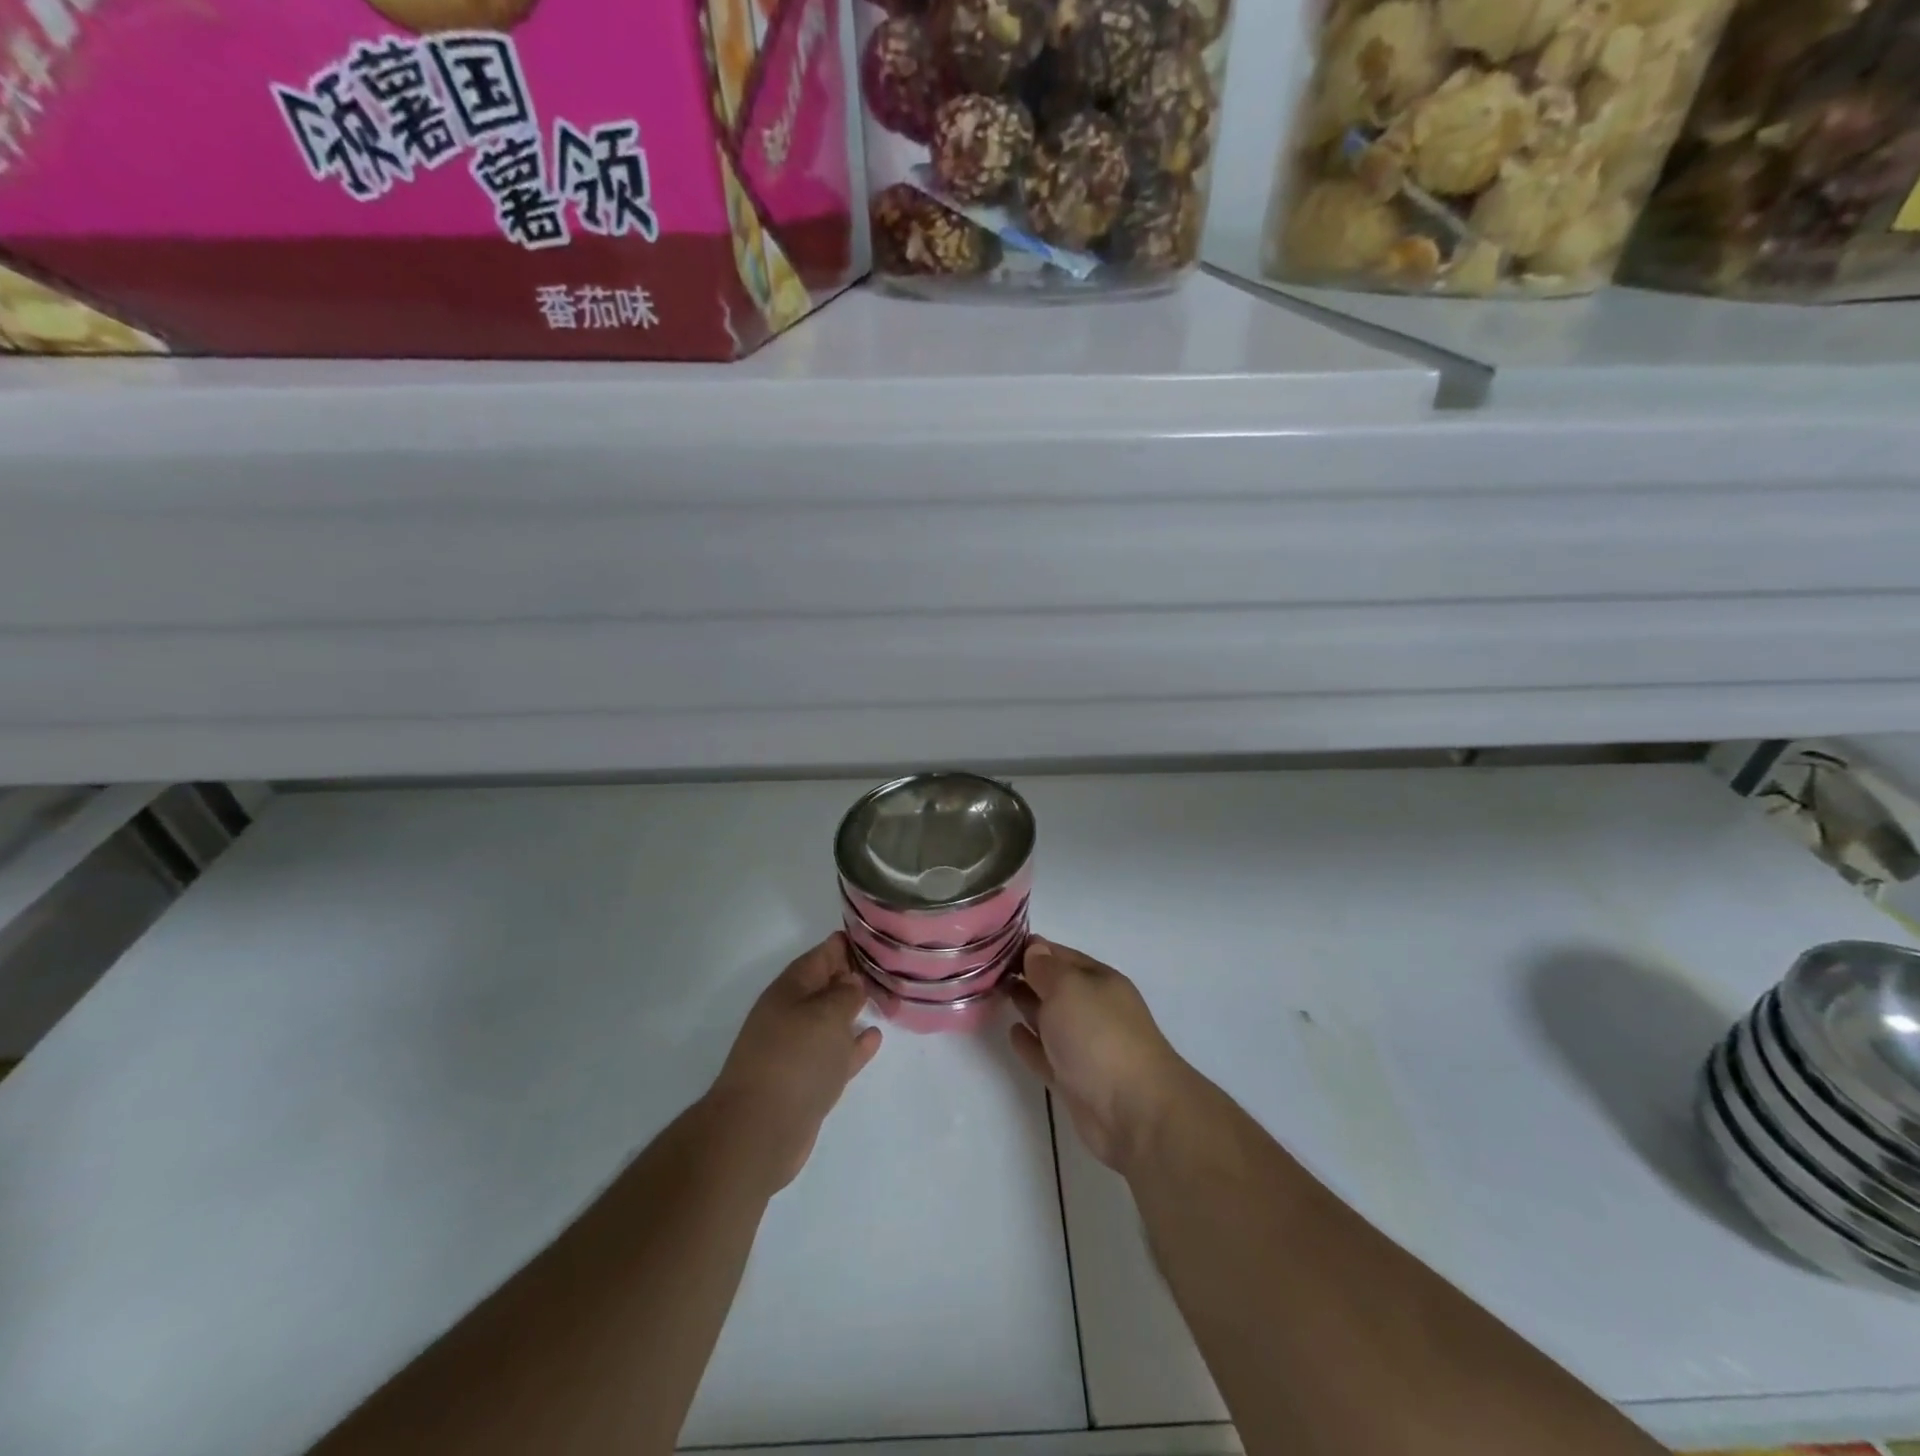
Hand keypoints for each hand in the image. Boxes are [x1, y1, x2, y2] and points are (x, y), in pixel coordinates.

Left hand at [706, 934, 881, 1192]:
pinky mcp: (807, 1082)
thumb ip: (845, 994)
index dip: (845, 945)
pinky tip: (874, 1037)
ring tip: (885, 998)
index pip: (821, 955)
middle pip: (826, 987)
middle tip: (888, 968)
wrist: (759, 1131)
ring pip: (832, 1021)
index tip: (874, 938)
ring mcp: (798, 1050)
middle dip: (853, 977)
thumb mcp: (826, 1014)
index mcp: (790, 990)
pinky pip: (836, 1053)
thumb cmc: (794, 1059)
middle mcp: (792, 1014)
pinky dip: (854, 1045)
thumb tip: (852, 983)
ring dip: (855, 1010)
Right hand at [1009, 939, 1193, 1173]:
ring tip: (996, 994)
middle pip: (1055, 987)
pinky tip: (1012, 1033)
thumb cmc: (1099, 1036)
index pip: (1061, 956)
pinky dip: (1029, 1043)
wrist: (1133, 1111)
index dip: (1033, 948)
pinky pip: (1045, 1053)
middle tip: (989, 970)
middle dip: (1027, 976)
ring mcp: (1084, 1046)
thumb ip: (1047, 969)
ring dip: (1026, 1006)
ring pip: (1049, 1019)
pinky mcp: (1073, 1080)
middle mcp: (1093, 1009)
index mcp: (1099, 981)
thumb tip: (1035, 950)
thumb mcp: (1069, 988)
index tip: (998, 945)